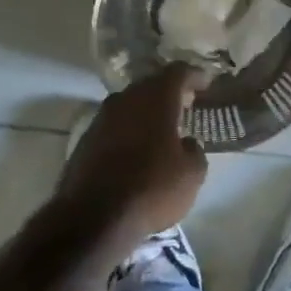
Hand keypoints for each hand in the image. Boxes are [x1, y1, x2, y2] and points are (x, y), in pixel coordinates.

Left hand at [58, 65, 208, 236]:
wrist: (92, 218)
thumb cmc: (152, 189)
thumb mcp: (192, 173)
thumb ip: (195, 150)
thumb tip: (186, 143)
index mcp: (156, 99)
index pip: (178, 72)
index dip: (194, 75)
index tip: (206, 83)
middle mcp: (126, 100)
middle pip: (150, 84)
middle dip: (169, 91)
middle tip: (186, 104)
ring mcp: (101, 119)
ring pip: (129, 104)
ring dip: (147, 111)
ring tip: (163, 127)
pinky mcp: (85, 141)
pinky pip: (114, 125)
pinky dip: (129, 129)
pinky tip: (138, 148)